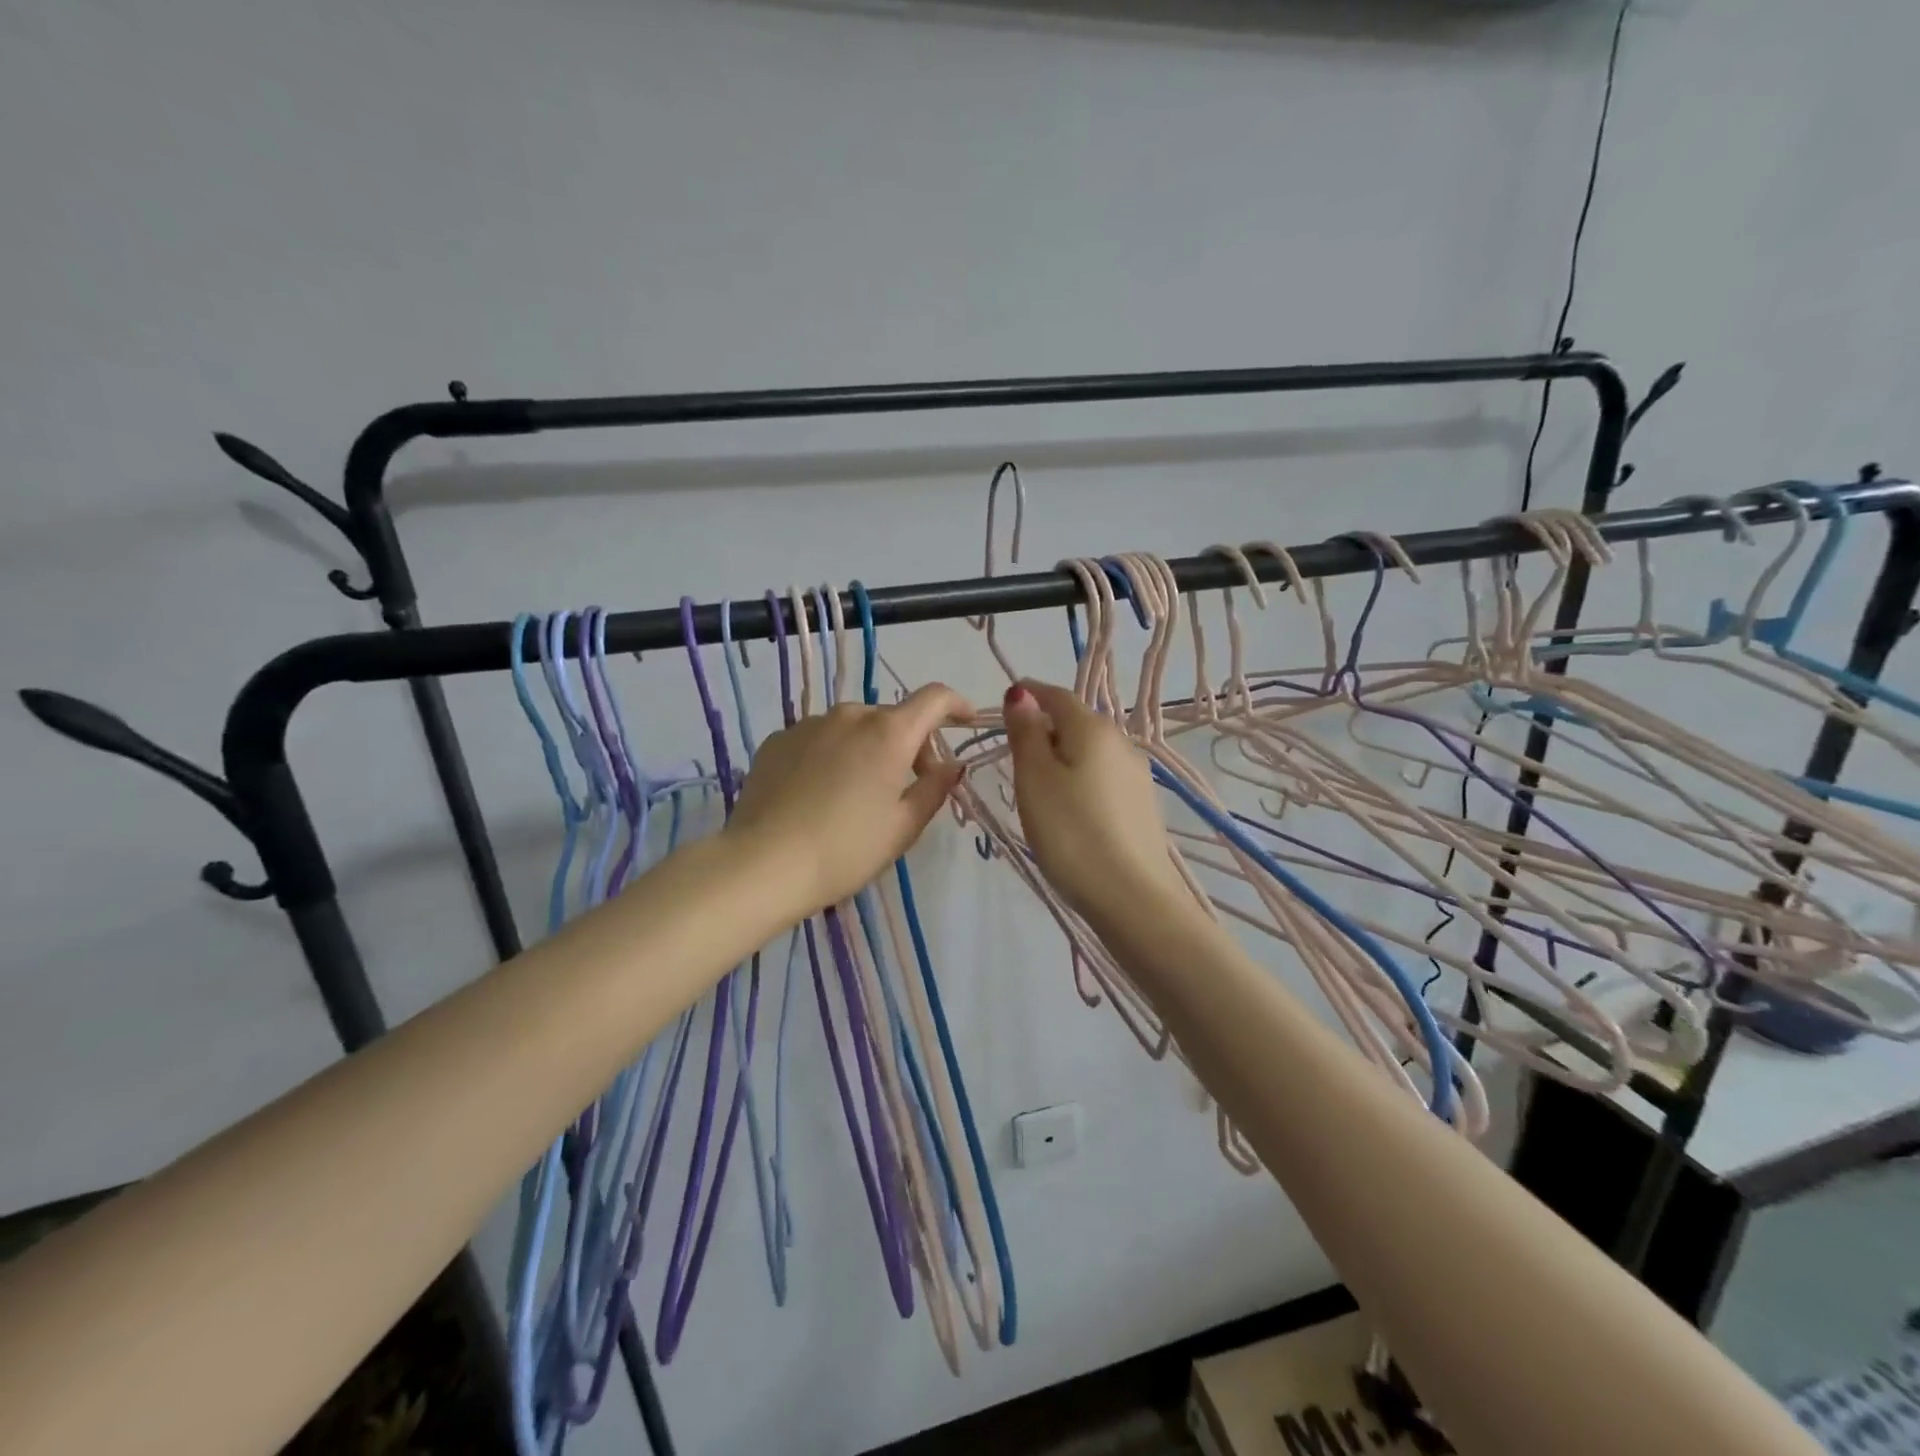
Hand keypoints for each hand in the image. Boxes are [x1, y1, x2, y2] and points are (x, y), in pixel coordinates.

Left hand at [726, 683, 973, 917]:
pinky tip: (819, 794)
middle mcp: (849, 715)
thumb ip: (935, 788)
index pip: (934, 698)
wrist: (762, 865)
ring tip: (858, 795)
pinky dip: (831, 755)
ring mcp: (808, 724)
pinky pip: (818, 739)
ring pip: (853, 727)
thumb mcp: (903, 827)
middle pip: (892, 718)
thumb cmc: (846, 850)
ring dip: (868, 749)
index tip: (966, 721)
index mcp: (888, 732)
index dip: (956, 705)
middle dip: (910, 745)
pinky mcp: (777, 740)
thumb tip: (952, 765)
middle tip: (909, 788)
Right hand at [1002, 680, 1185, 925]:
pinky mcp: (1142, 806)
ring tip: (1039, 787)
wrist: (1132, 898)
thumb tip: (1022, 693)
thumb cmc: (1071, 832)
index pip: (1057, 695)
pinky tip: (1071, 809)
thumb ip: (1026, 733)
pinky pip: (1104, 778)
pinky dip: (1081, 779)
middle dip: (1046, 727)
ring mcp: (1137, 776)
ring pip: (1092, 752)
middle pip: (1077, 722)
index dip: (1030, 694)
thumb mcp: (1034, 780)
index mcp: (1093, 729)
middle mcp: (1121, 743)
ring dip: (1064, 756)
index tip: (1007, 703)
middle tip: (1015, 754)